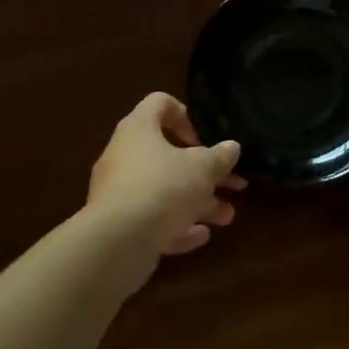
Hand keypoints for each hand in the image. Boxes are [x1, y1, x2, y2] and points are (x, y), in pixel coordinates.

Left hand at [87, 93, 244, 262]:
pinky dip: (177, 226)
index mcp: (139, 129)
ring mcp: (118, 193)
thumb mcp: (202, 168)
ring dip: (197, 203)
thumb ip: (219, 157)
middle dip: (204, 172)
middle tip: (232, 184)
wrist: (116, 244)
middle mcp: (124, 156)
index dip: (185, 115)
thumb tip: (231, 147)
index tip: (204, 138)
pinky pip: (152, 220)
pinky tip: (201, 236)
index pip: (159, 103)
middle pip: (168, 155)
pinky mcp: (117, 226)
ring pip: (164, 191)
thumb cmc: (162, 188)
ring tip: (226, 217)